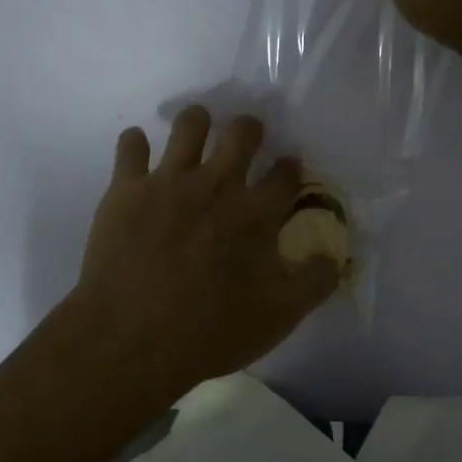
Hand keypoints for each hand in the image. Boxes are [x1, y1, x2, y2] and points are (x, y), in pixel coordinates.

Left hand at [65, 107, 339, 391]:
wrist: (132, 340)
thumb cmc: (210, 332)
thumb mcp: (279, 317)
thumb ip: (314, 282)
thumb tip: (335, 257)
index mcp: (256, 213)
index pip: (285, 174)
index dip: (290, 167)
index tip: (288, 168)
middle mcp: (218, 185)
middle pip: (242, 132)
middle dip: (250, 129)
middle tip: (246, 139)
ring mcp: (170, 181)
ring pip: (189, 124)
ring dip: (198, 122)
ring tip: (196, 132)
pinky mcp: (127, 188)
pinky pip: (130, 145)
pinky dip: (135, 145)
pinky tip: (139, 153)